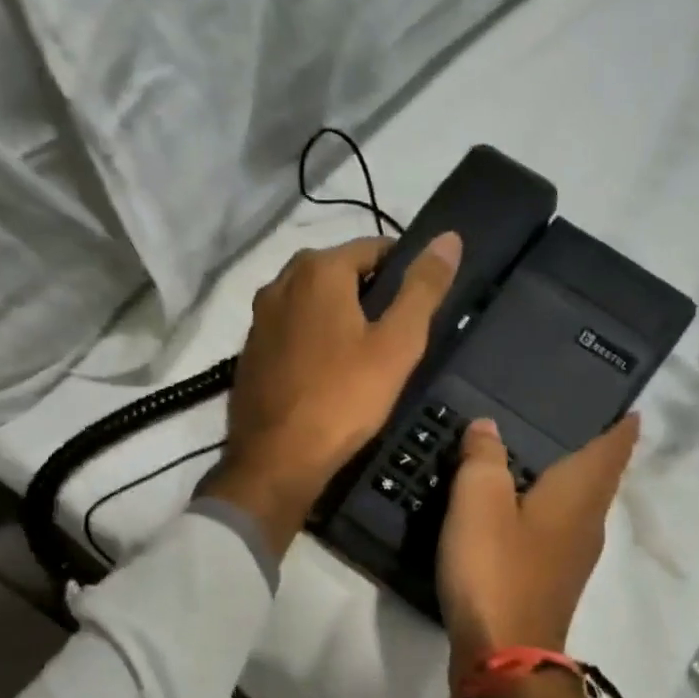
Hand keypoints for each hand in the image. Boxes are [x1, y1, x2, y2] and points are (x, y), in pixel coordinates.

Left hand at [203, 232, 461, 555]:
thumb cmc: (343, 399)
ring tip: (364, 358)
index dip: (403, 271)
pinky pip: (292, 332)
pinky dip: (313, 341)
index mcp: (318, 268)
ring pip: (313, 304)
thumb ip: (423, 289)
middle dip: (370, 296)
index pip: (374, 248)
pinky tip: (328, 375)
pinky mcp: (249, 351)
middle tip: (395, 338)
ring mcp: (259, 318)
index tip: (420, 306)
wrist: (276, 460)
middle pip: (340, 274)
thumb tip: (449, 238)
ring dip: (339, 319)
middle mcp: (280, 281)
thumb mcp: (397, 345)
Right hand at [437, 414, 640, 697]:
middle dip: (597, 452)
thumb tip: (488, 427)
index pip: (612, 449)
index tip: (631, 410)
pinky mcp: (552, 582)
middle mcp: (587, 523)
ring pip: (580, 507)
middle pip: (600, 479)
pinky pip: (558, 531)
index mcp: (579, 495)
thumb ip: (483, 458)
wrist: (503, 657)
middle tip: (578, 424)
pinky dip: (548, 511)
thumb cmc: (495, 570)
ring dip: (571, 483)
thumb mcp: (479, 502)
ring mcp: (573, 558)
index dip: (621, 428)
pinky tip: (523, 510)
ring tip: (547, 459)